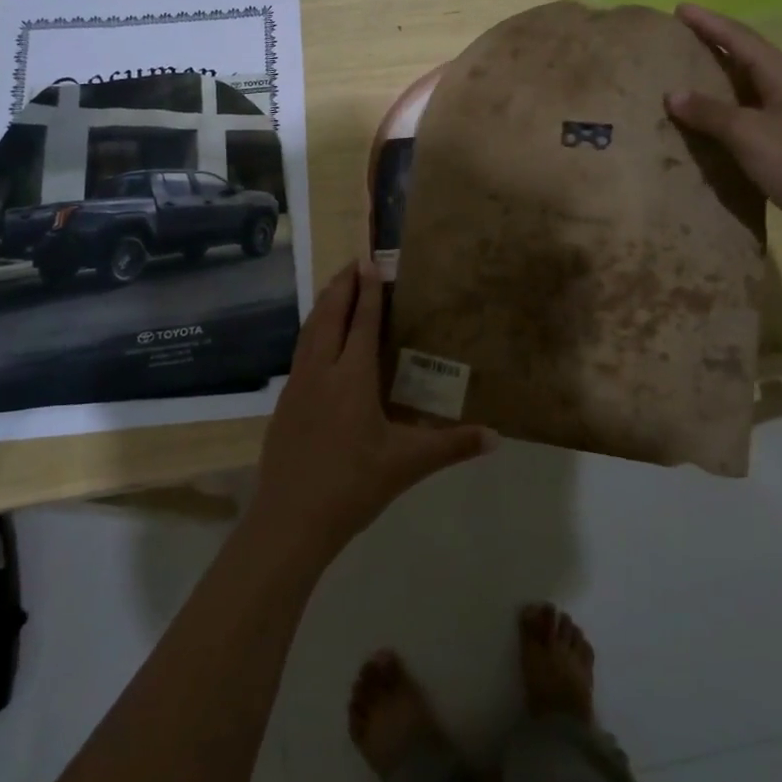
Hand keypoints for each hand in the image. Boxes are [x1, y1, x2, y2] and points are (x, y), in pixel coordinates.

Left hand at [247, 260, 492, 566]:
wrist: (290, 520)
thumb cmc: (353, 486)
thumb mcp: (407, 464)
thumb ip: (452, 445)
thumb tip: (496, 437)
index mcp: (353, 379)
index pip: (363, 323)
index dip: (368, 291)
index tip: (371, 262)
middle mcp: (322, 372)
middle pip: (329, 316)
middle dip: (342, 286)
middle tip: (354, 262)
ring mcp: (298, 386)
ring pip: (309, 331)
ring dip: (324, 304)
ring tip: (336, 288)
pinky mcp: (284, 403)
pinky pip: (301, 352)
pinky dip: (312, 331)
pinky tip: (318, 340)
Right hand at [664, 3, 781, 261]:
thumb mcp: (750, 134)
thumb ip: (710, 113)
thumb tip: (672, 94)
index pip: (742, 40)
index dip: (710, 23)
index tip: (680, 9)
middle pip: (746, 59)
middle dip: (713, 46)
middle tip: (678, 39)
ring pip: (745, 91)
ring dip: (716, 82)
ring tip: (682, 76)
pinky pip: (745, 120)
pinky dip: (721, 116)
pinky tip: (703, 124)